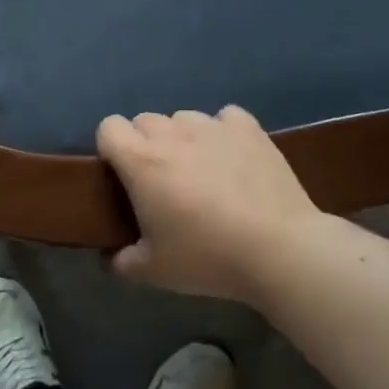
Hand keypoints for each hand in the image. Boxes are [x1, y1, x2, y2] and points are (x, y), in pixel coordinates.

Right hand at [95, 106, 323, 302]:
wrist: (279, 249)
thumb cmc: (208, 257)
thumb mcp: (154, 271)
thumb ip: (123, 261)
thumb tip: (112, 256)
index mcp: (141, 162)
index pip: (109, 127)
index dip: (111, 147)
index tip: (122, 175)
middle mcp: (173, 134)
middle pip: (145, 120)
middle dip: (146, 143)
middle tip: (162, 180)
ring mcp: (213, 126)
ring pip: (184, 117)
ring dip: (183, 137)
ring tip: (200, 169)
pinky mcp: (249, 129)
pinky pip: (225, 117)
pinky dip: (223, 131)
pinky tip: (233, 156)